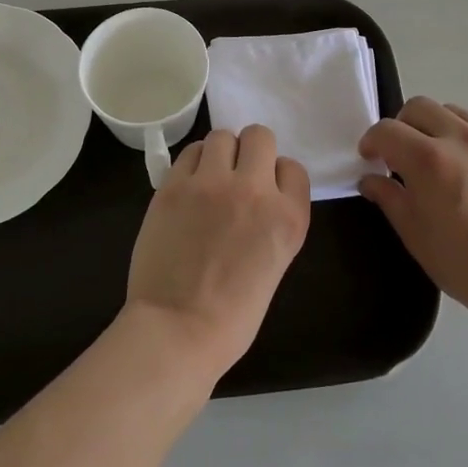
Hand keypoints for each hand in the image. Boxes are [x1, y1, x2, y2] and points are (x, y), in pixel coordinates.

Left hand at [125, 126, 311, 381]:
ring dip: (219, 152)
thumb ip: (272, 221)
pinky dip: (192, 163)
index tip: (265, 193)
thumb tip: (256, 197)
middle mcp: (255, 190)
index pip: (293, 167)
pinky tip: (188, 186)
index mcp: (289, 217)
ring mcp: (212, 184)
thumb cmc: (233, 315)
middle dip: (251, 151)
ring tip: (209, 177)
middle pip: (260, 136)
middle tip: (236, 175)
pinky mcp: (174, 186)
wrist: (178, 330)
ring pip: (222, 135)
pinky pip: (189, 152)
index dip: (277, 177)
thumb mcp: (275, 263)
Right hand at [358, 98, 467, 329]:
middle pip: (421, 107)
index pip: (387, 130)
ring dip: (437, 129)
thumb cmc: (464, 264)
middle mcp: (462, 139)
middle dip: (402, 126)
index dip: (372, 141)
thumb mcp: (414, 234)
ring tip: (440, 161)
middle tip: (402, 156)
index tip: (371, 159)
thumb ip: (388, 198)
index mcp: (429, 159)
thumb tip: (372, 180)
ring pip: (456, 114)